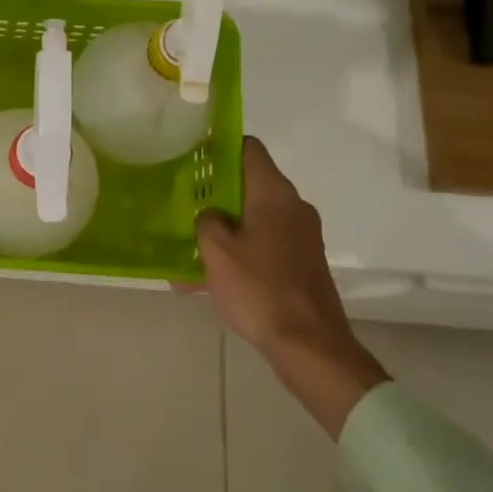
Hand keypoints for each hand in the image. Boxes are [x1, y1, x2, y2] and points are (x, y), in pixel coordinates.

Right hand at [195, 137, 388, 438]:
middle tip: (183, 203)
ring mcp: (302, 238)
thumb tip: (211, 215)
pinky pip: (264, 247)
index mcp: (274, 194)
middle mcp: (293, 208)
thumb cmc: (258, 288)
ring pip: (255, 219)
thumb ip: (207, 221)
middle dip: (216, 193)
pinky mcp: (302, 264)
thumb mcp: (216, 250)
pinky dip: (240, 253)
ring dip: (225, 229)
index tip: (192, 157)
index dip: (219, 147)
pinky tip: (209, 279)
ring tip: (189, 246)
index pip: (248, 149)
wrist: (309, 344)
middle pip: (250, 185)